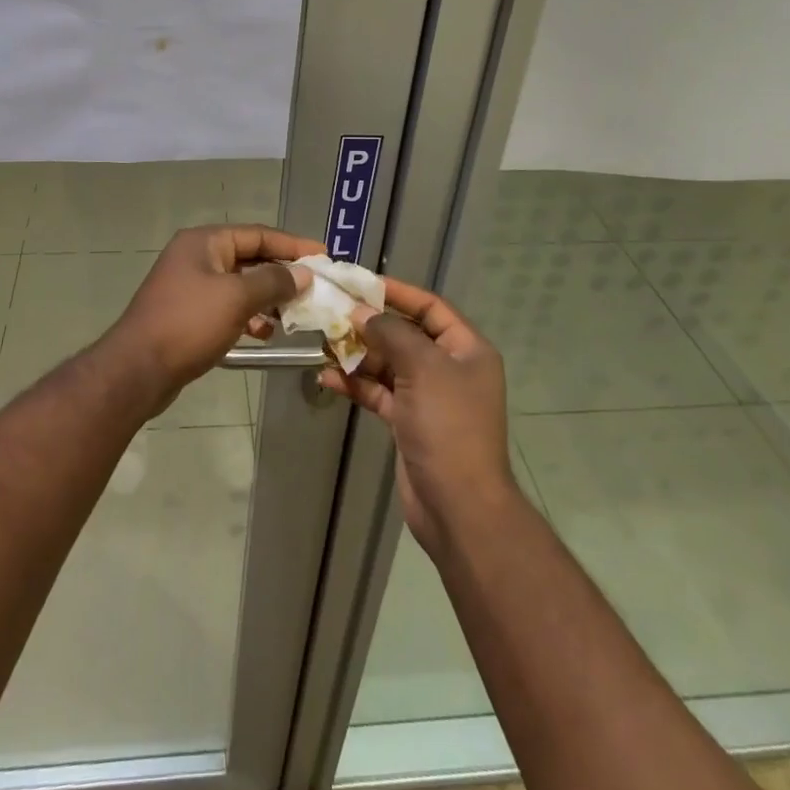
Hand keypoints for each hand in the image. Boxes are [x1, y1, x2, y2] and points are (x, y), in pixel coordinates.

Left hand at [105, 224, 320, 394]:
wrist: (137, 369)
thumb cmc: (189, 323)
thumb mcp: (237, 298)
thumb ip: (273, 282)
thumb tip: (303, 273)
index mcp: (204, 242)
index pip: (258, 234)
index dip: (292, 244)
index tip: (323, 255)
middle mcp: (196, 257)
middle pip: (249, 258)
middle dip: (282, 274)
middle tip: (314, 288)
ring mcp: (190, 286)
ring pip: (240, 285)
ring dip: (267, 298)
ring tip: (294, 315)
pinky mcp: (188, 314)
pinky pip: (227, 306)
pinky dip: (248, 316)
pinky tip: (264, 334)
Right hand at [318, 277, 519, 560]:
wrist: (459, 506)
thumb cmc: (448, 426)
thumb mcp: (423, 368)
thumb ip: (390, 333)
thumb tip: (360, 313)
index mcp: (466, 350)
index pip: (430, 307)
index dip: (397, 292)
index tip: (360, 283)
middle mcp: (449, 369)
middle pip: (405, 334)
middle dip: (369, 325)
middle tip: (331, 313)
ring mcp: (428, 397)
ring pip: (388, 364)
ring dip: (358, 354)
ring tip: (323, 344)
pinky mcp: (409, 422)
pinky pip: (379, 392)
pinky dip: (356, 383)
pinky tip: (327, 377)